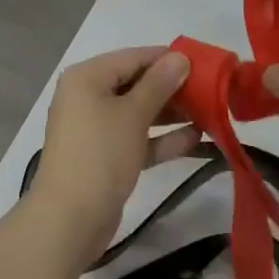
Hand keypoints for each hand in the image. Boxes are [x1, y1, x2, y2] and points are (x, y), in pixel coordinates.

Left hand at [30, 47, 197, 262]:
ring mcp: (95, 128)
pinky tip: (195, 139)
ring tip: (208, 112)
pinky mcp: (104, 157)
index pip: (133, 57)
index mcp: (87, 77)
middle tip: (209, 90)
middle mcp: (87, 97)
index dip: (167, 58)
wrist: (69, 220)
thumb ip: (159, 83)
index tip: (202, 63)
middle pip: (135, 83)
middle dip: (172, 88)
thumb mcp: (133, 114)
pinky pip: (136, 138)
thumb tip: (179, 57)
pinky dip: (161, 138)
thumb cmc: (100, 154)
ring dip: (171, 113)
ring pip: (138, 112)